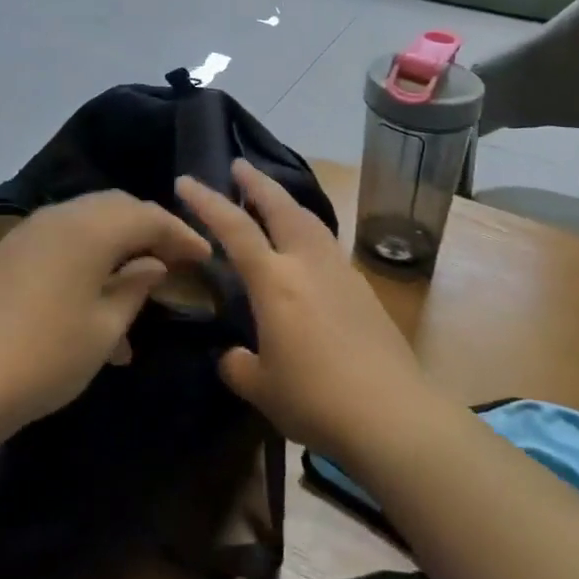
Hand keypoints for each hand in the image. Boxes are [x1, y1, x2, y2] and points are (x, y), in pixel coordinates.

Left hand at [0, 192, 209, 453]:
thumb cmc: (42, 356)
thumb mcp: (103, 329)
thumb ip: (134, 288)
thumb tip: (152, 265)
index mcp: (92, 226)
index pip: (150, 216)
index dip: (182, 234)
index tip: (205, 256)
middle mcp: (61, 216)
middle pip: (117, 210)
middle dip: (150, 232)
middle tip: (173, 261)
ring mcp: (29, 232)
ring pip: (88, 225)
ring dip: (117, 248)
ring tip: (137, 291)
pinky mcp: (7, 253)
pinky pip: (61, 243)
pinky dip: (87, 261)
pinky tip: (93, 306)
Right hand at [177, 162, 434, 460]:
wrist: (392, 413)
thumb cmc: (316, 399)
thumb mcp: (263, 388)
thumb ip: (239, 366)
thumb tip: (232, 356)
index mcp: (275, 280)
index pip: (234, 228)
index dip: (207, 202)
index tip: (186, 180)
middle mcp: (308, 263)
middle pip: (280, 206)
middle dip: (256, 182)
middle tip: (239, 164)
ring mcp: (340, 271)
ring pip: (309, 220)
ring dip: (286, 201)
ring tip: (273, 197)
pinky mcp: (362, 288)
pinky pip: (327, 244)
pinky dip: (308, 230)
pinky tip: (306, 248)